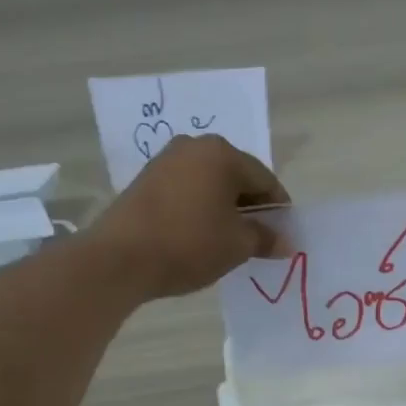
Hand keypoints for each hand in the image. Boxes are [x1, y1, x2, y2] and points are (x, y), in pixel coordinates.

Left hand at [88, 135, 288, 299]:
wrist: (119, 258)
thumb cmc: (189, 244)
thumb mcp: (237, 245)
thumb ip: (265, 238)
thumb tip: (285, 242)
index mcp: (223, 154)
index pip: (264, 179)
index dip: (279, 209)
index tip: (283, 235)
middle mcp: (194, 147)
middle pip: (236, 177)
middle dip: (250, 207)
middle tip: (258, 239)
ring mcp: (165, 161)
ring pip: (209, 183)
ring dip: (224, 208)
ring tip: (228, 240)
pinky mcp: (145, 180)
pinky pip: (186, 190)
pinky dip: (199, 208)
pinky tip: (199, 235)